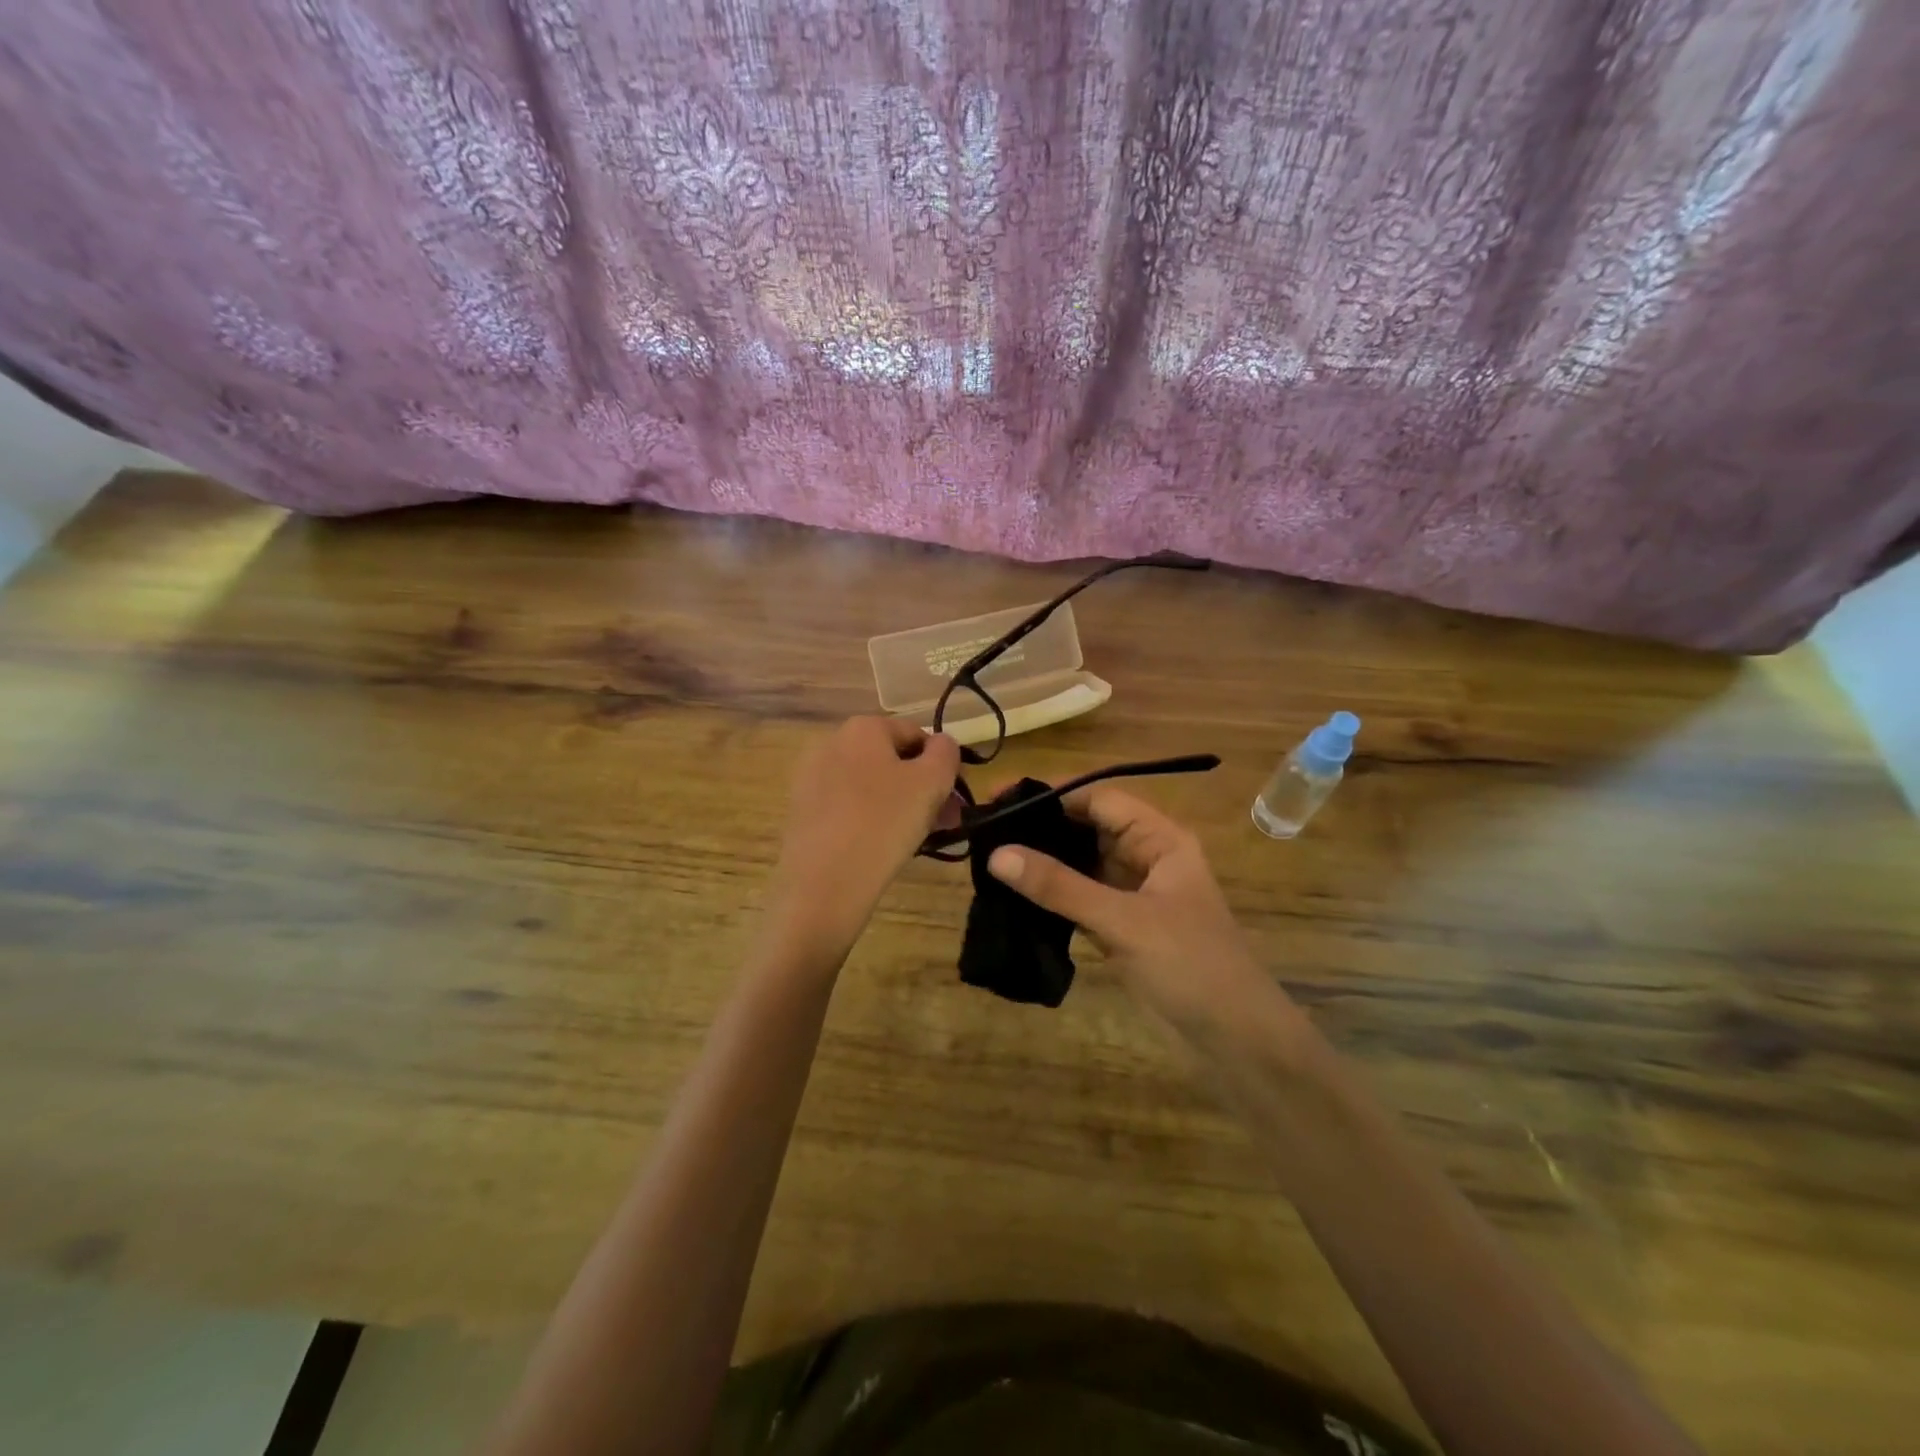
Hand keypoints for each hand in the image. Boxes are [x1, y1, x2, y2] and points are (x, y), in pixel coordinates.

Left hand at [766, 716, 959, 956]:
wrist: (824, 883)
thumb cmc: (885, 822)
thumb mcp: (932, 782)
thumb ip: (946, 752)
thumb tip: (941, 744)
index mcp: (863, 727)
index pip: (916, 734)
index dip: (942, 764)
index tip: (956, 799)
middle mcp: (831, 742)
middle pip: (892, 760)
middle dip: (923, 788)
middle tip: (945, 822)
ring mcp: (812, 777)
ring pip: (871, 785)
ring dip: (901, 804)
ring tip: (920, 838)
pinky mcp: (803, 810)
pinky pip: (849, 806)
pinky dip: (871, 818)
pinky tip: (884, 846)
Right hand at [986, 785, 1299, 1039]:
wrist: (1235, 1040)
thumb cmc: (1190, 965)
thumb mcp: (1123, 921)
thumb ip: (1060, 887)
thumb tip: (997, 854)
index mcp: (1160, 839)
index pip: (1099, 799)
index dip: (1052, 794)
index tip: (1001, 798)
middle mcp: (1146, 858)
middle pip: (1088, 828)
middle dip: (1042, 827)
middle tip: (986, 829)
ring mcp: (1134, 894)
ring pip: (1082, 864)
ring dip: (1044, 862)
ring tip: (989, 858)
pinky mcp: (1122, 927)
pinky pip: (1080, 898)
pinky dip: (1052, 896)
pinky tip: (1014, 896)